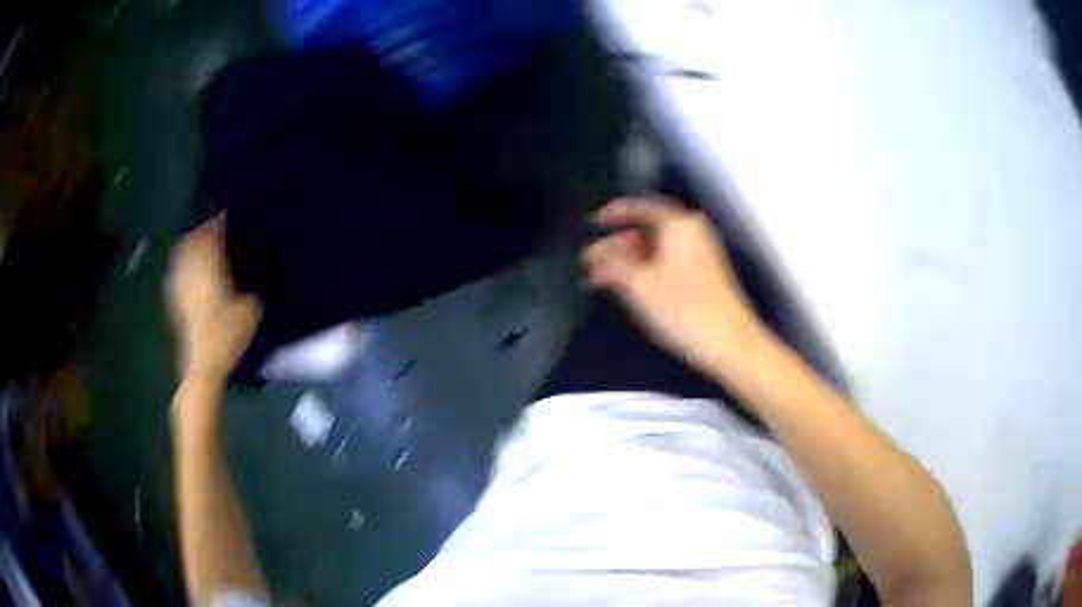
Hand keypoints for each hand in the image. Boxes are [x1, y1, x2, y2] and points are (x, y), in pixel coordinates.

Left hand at [167, 216, 259, 383]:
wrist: (202, 366)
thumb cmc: (226, 337)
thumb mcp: (251, 310)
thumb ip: (252, 283)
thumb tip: (255, 267)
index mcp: (209, 268)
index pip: (212, 234)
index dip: (220, 221)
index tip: (229, 214)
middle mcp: (191, 270)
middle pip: (194, 239)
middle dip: (205, 229)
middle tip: (217, 225)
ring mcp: (179, 284)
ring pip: (183, 252)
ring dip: (192, 242)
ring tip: (203, 240)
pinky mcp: (174, 298)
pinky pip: (177, 269)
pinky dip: (183, 260)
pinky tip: (189, 264)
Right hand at [583, 197, 762, 372]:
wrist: (730, 344)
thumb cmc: (684, 310)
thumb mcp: (640, 286)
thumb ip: (613, 266)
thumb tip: (594, 258)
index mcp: (678, 225)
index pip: (640, 207)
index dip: (613, 214)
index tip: (591, 224)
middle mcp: (690, 232)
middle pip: (646, 229)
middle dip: (616, 244)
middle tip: (589, 260)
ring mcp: (698, 254)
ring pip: (654, 248)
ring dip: (627, 260)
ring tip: (599, 277)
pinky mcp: (701, 275)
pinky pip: (665, 262)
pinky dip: (643, 270)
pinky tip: (625, 286)